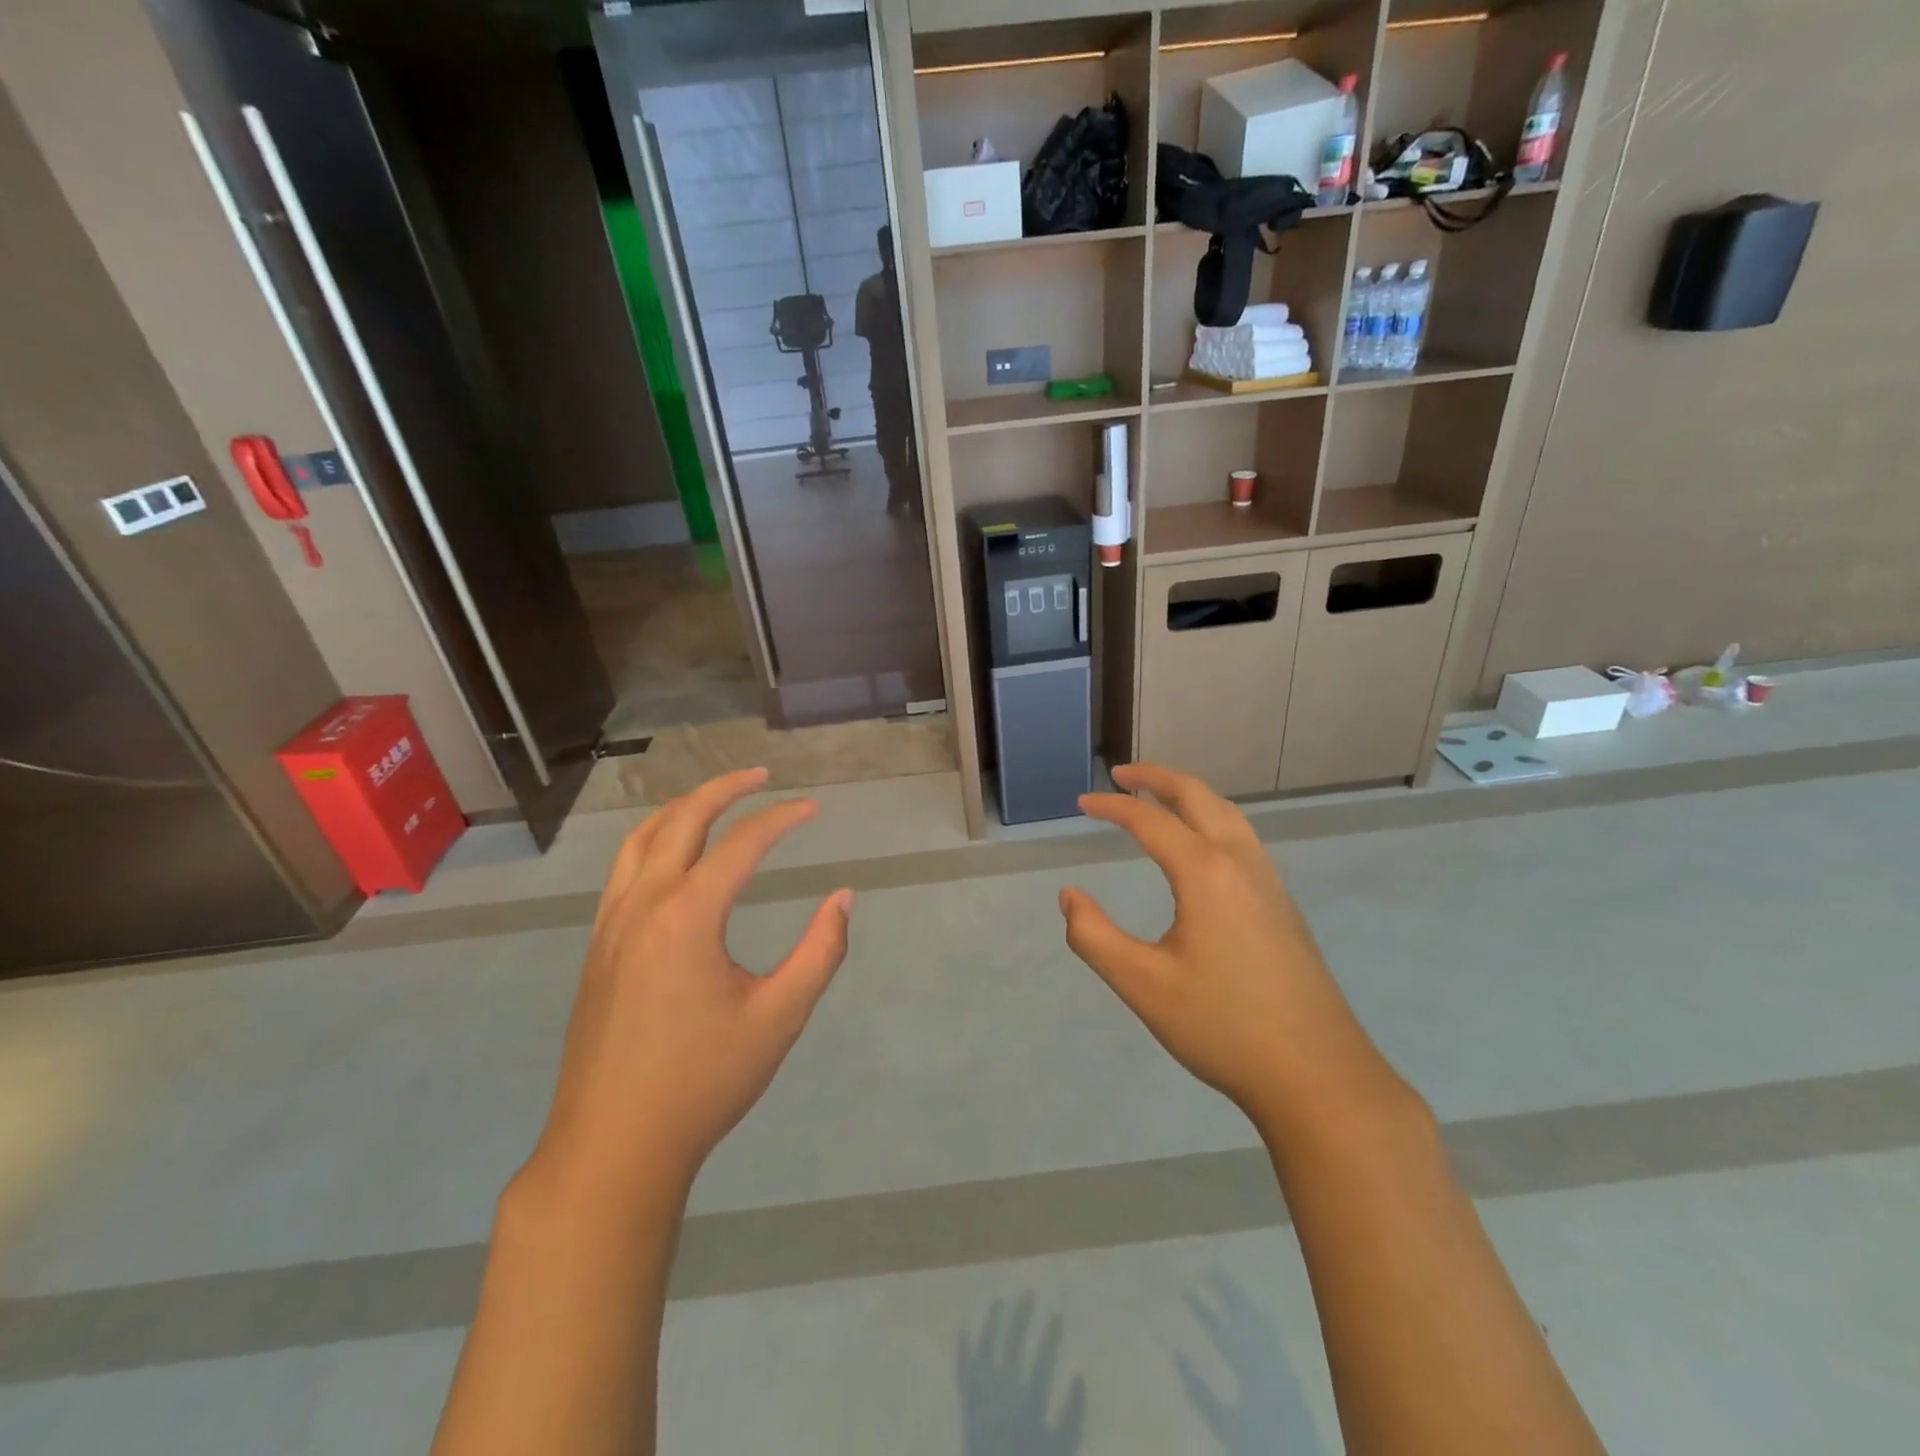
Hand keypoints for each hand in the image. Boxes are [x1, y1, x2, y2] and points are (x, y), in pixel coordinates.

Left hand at [529, 769, 851, 1201]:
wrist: (613, 1146)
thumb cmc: (704, 1082)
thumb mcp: (779, 1018)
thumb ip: (820, 952)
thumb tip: (843, 898)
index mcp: (687, 916)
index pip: (742, 843)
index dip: (782, 819)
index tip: (813, 809)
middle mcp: (644, 904)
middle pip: (683, 819)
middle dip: (725, 789)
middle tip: (763, 777)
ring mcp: (612, 923)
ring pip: (643, 838)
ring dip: (683, 808)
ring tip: (719, 799)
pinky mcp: (599, 946)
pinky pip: (625, 868)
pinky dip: (656, 839)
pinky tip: (677, 855)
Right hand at [1059, 764, 1395, 1131]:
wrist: (1317, 1076)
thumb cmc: (1222, 1026)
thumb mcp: (1142, 984)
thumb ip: (1094, 936)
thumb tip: (1069, 897)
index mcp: (1205, 873)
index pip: (1150, 820)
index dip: (1112, 807)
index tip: (1081, 802)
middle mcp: (1240, 863)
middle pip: (1199, 796)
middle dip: (1158, 778)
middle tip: (1122, 775)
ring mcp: (1269, 883)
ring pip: (1228, 814)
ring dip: (1190, 795)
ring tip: (1159, 799)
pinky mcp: (1283, 906)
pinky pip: (1243, 839)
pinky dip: (1212, 819)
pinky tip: (1201, 849)